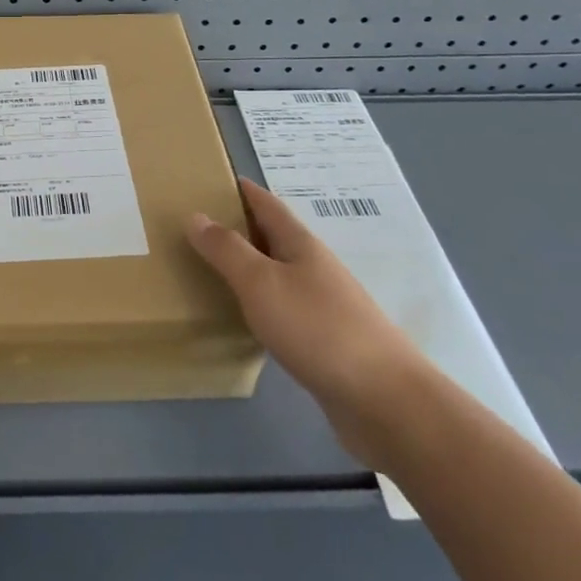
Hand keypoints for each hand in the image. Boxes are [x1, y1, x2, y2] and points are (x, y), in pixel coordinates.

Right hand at [187, 177, 431, 468]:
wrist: (385, 401)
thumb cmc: (318, 328)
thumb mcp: (261, 282)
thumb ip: (226, 250)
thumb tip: (195, 215)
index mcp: (300, 245)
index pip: (266, 204)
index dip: (241, 190)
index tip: (212, 179)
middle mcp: (314, 268)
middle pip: (273, 237)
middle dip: (240, 228)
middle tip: (199, 227)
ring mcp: (325, 306)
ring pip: (278, 274)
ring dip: (250, 267)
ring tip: (212, 270)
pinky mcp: (327, 342)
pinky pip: (285, 310)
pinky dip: (261, 304)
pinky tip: (245, 320)